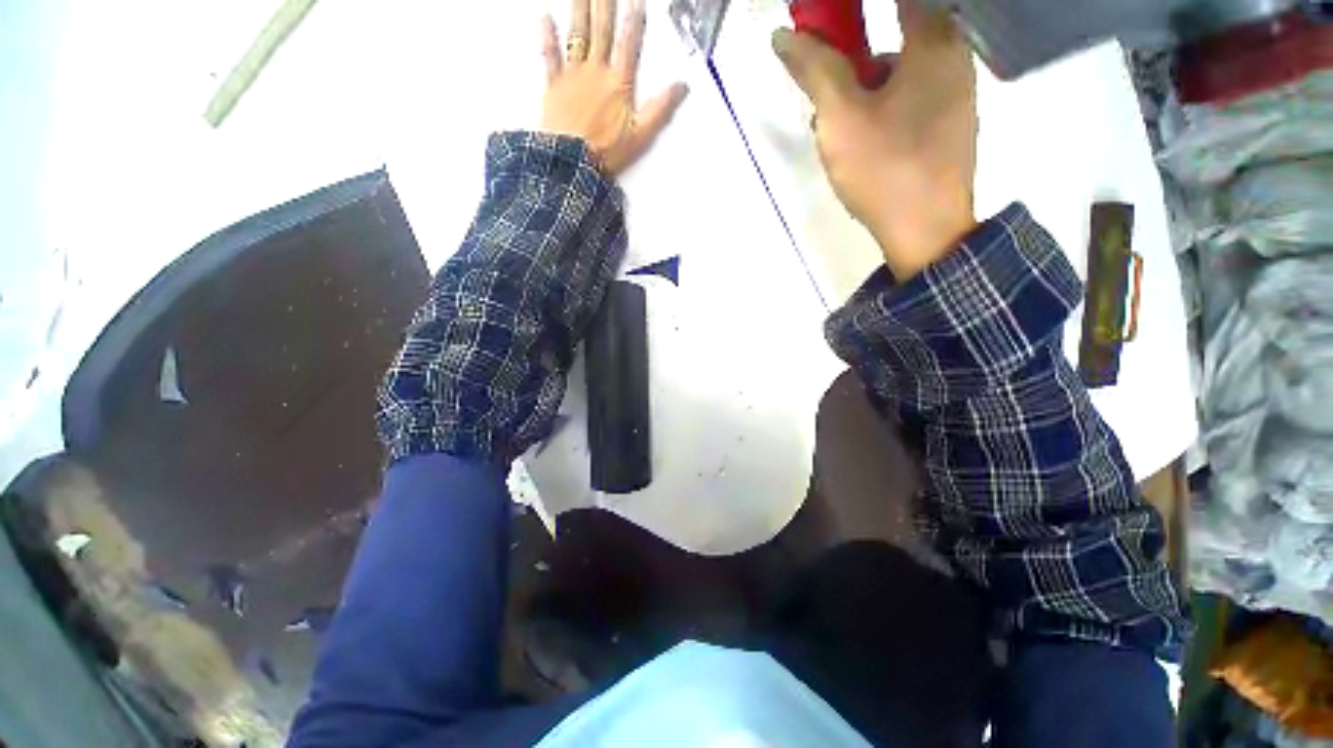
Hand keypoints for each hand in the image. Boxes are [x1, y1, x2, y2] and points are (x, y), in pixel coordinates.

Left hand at [541, 0, 688, 175]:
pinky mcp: (554, 85)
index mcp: (618, 83)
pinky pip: (549, 55)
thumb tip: (682, 87)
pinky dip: (547, 36)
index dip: (633, 19)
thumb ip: (660, 109)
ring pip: (577, 34)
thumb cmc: (606, 151)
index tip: (635, 0)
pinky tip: (544, 17)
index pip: (629, 43)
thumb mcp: (641, 135)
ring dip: (579, 8)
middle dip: (605, 4)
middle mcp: (595, 71)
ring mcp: (572, 75)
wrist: (571, 162)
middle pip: (602, 30)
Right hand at [773, 0, 976, 278]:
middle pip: (893, 38)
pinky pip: (911, 99)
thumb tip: (783, 35)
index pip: (894, 2)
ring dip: (864, 90)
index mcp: (933, 42)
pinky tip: (862, 144)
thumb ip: (814, 70)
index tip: (824, 30)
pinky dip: (883, 109)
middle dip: (852, 61)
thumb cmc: (884, 168)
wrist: (926, 231)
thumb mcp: (840, 118)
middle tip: (824, 93)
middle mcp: (954, 57)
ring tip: (837, 131)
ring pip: (900, 73)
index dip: (849, 13)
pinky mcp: (950, 126)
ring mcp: (957, 94)